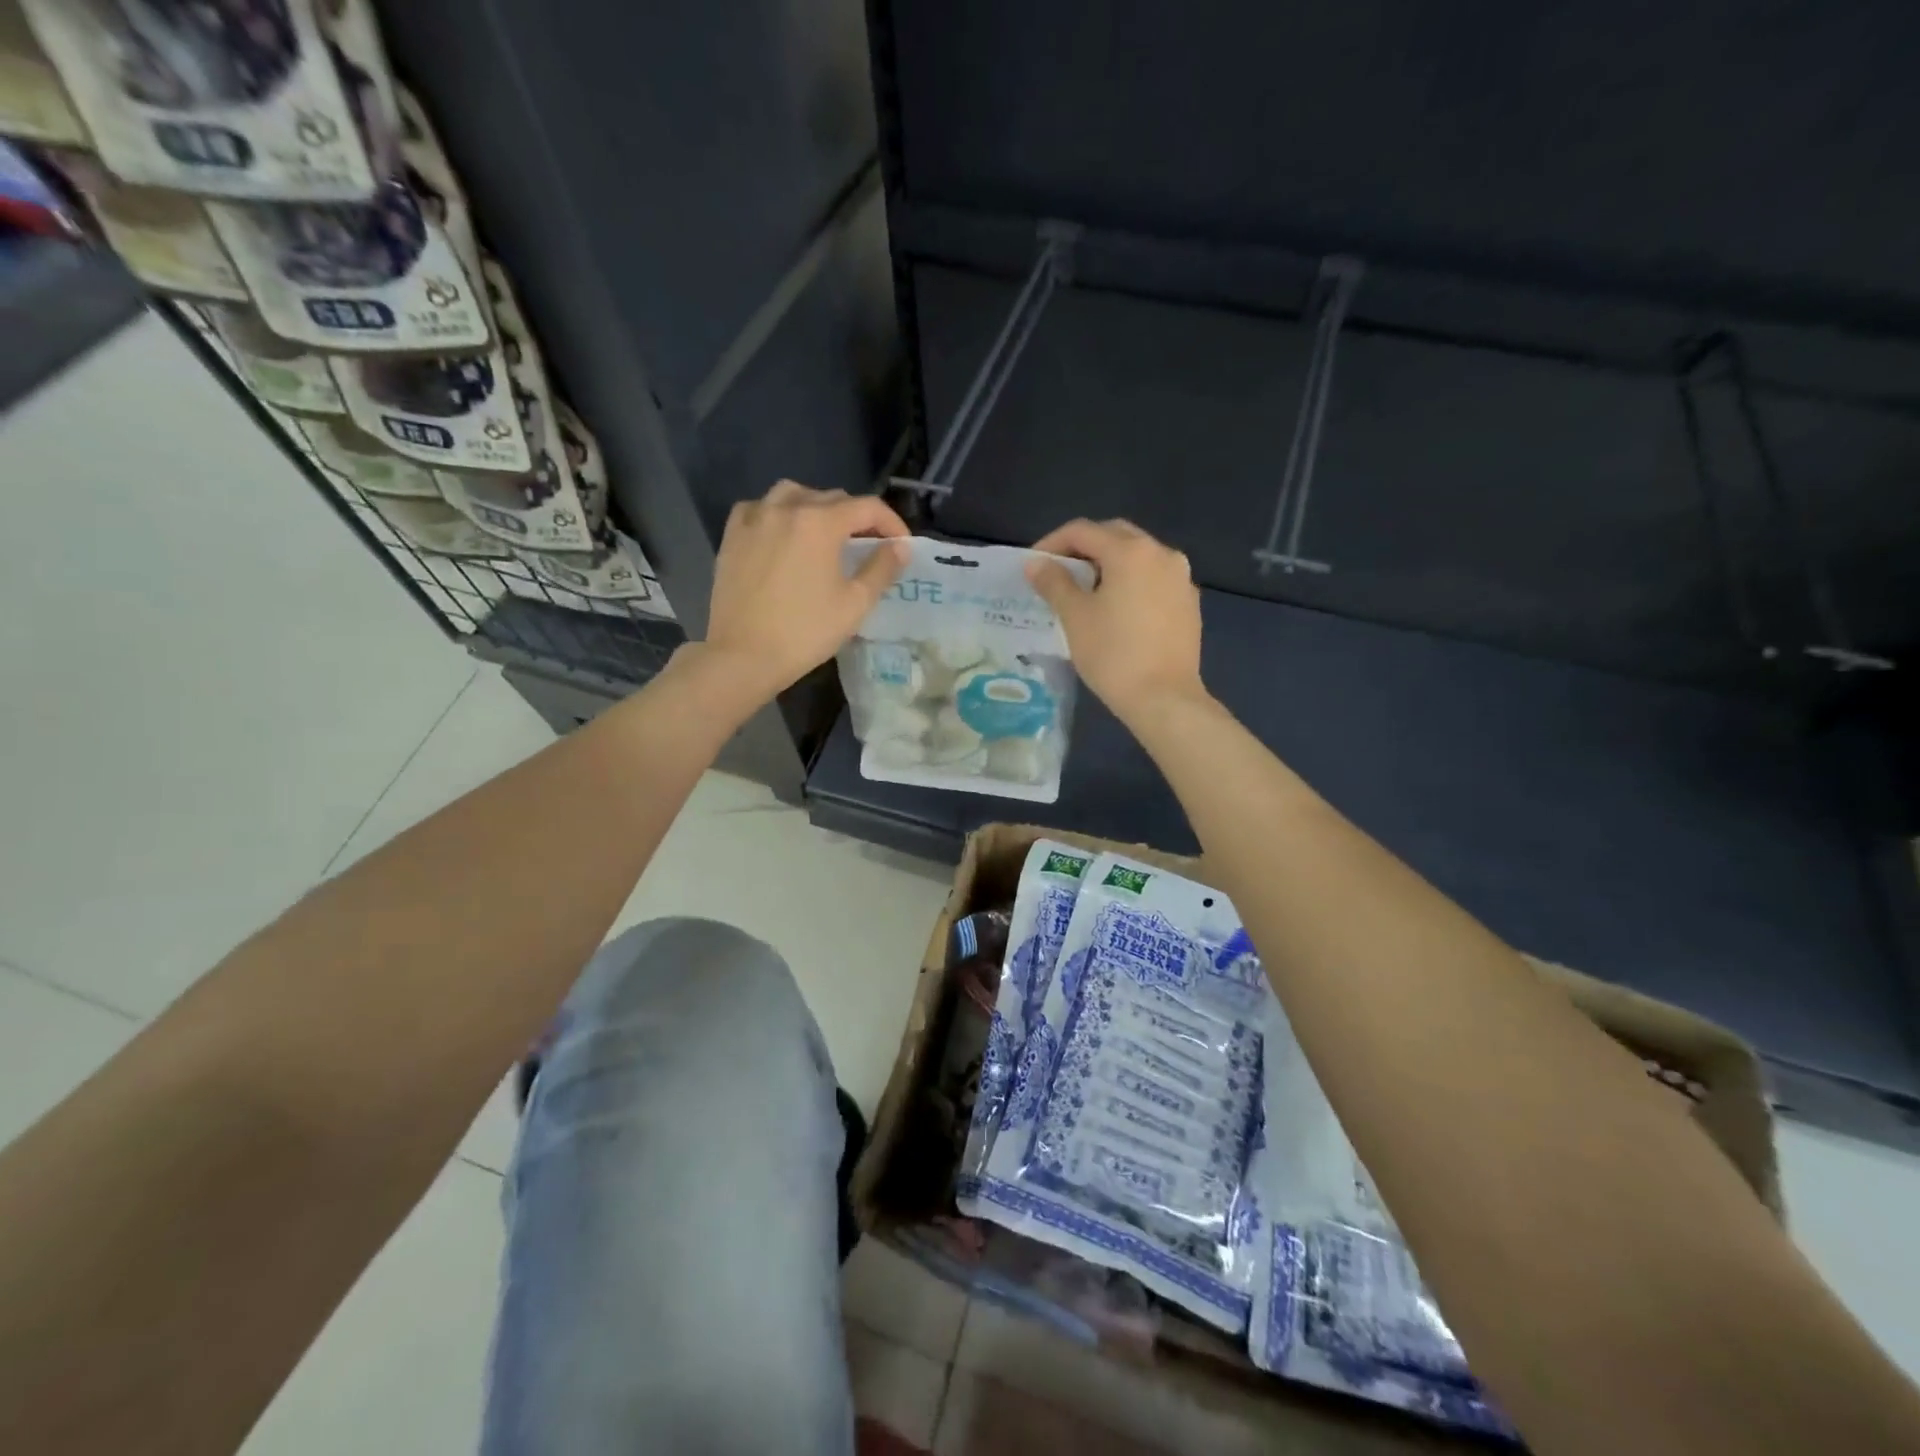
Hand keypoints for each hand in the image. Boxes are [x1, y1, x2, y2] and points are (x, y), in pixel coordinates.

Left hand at [702, 480, 909, 699]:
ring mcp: (755, 518)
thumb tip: (900, 547)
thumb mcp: (855, 604)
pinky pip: (759, 508)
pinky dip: (777, 513)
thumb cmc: (806, 632)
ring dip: (817, 507)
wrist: (744, 655)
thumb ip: (881, 569)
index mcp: (821, 523)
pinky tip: (782, 534)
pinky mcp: (732, 535)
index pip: (867, 507)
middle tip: (868, 545)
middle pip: (832, 498)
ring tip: (825, 533)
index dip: (891, 523)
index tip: (901, 545)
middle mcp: (787, 508)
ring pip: (793, 494)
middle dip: (857, 517)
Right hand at [1026, 518, 1204, 719]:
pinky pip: (1154, 579)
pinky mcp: (1189, 603)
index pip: (1083, 531)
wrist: (1164, 698)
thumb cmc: (1113, 655)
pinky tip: (1118, 609)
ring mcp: (1181, 578)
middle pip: (1115, 536)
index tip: (1034, 565)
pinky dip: (1131, 583)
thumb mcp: (1075, 617)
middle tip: (1059, 572)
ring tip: (1086, 590)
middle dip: (1084, 548)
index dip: (1052, 543)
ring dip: (1109, 564)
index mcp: (1131, 552)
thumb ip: (1054, 583)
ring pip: (1138, 557)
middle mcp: (1162, 554)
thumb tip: (1035, 563)